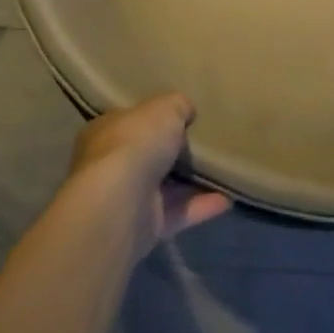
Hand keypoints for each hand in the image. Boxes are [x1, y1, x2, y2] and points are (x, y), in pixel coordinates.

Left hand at [68, 93, 229, 255]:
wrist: (121, 203)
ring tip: (224, 171)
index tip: (182, 117)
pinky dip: (201, 206)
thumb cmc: (136, 144)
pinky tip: (227, 199)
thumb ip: (178, 106)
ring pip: (165, 187)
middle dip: (173, 152)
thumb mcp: (165, 108)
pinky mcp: (145, 226)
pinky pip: (178, 212)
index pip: (129, 122)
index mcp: (106, 132)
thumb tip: (187, 110)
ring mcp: (127, 199)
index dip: (153, 119)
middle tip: (207, 144)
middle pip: (147, 156)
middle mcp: (111, 166)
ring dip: (192, 182)